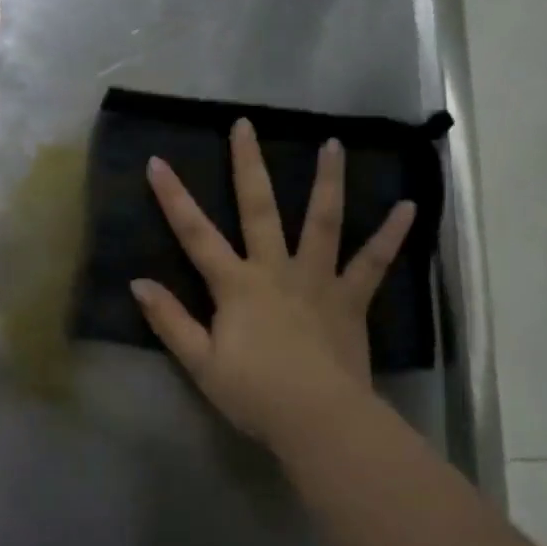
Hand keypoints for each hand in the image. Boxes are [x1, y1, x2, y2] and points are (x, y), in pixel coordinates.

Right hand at [132, 120, 415, 454]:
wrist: (319, 420)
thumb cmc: (255, 394)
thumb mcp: (201, 363)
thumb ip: (170, 321)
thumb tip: (138, 283)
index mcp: (236, 285)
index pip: (195, 233)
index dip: (173, 197)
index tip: (157, 161)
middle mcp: (275, 269)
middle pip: (259, 208)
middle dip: (248, 165)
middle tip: (245, 124)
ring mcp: (317, 280)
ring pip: (322, 221)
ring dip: (326, 180)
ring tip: (333, 143)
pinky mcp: (350, 299)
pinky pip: (373, 262)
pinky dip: (391, 235)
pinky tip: (409, 206)